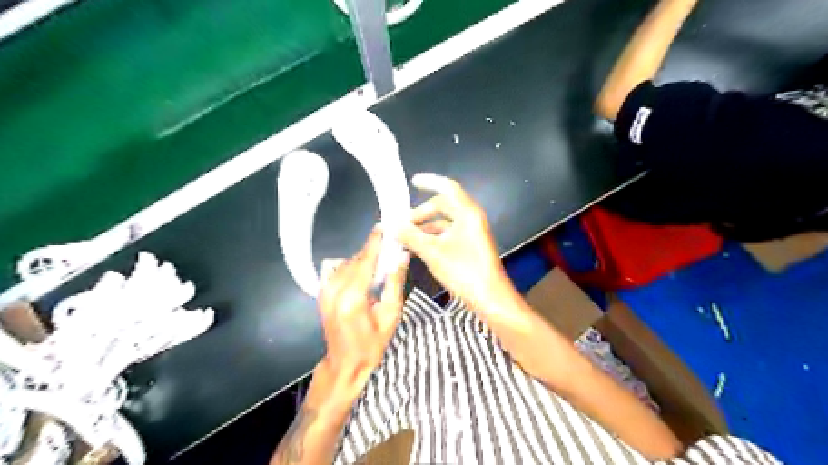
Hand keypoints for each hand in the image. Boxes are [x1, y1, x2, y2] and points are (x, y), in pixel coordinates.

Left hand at [318, 230, 405, 397]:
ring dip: (363, 259)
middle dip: (372, 250)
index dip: (375, 243)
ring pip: (346, 263)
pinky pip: (338, 270)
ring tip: (380, 260)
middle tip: (389, 243)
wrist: (344, 364)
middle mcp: (334, 289)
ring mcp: (325, 291)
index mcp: (352, 297)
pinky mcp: (322, 293)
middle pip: (355, 260)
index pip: (365, 261)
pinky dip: (351, 266)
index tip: (383, 227)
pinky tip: (363, 273)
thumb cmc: (372, 344)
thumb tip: (401, 257)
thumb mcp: (390, 316)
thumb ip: (395, 283)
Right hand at [394, 173, 512, 309]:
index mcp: (467, 213)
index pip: (448, 188)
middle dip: (421, 212)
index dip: (430, 181)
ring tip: (404, 237)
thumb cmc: (463, 270)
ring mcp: (472, 233)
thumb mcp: (433, 252)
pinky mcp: (470, 246)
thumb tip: (392, 225)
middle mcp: (471, 219)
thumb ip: (411, 236)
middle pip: (443, 206)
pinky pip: (448, 234)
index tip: (413, 181)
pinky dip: (433, 237)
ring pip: (444, 222)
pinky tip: (417, 247)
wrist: (490, 298)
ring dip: (425, 227)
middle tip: (401, 224)